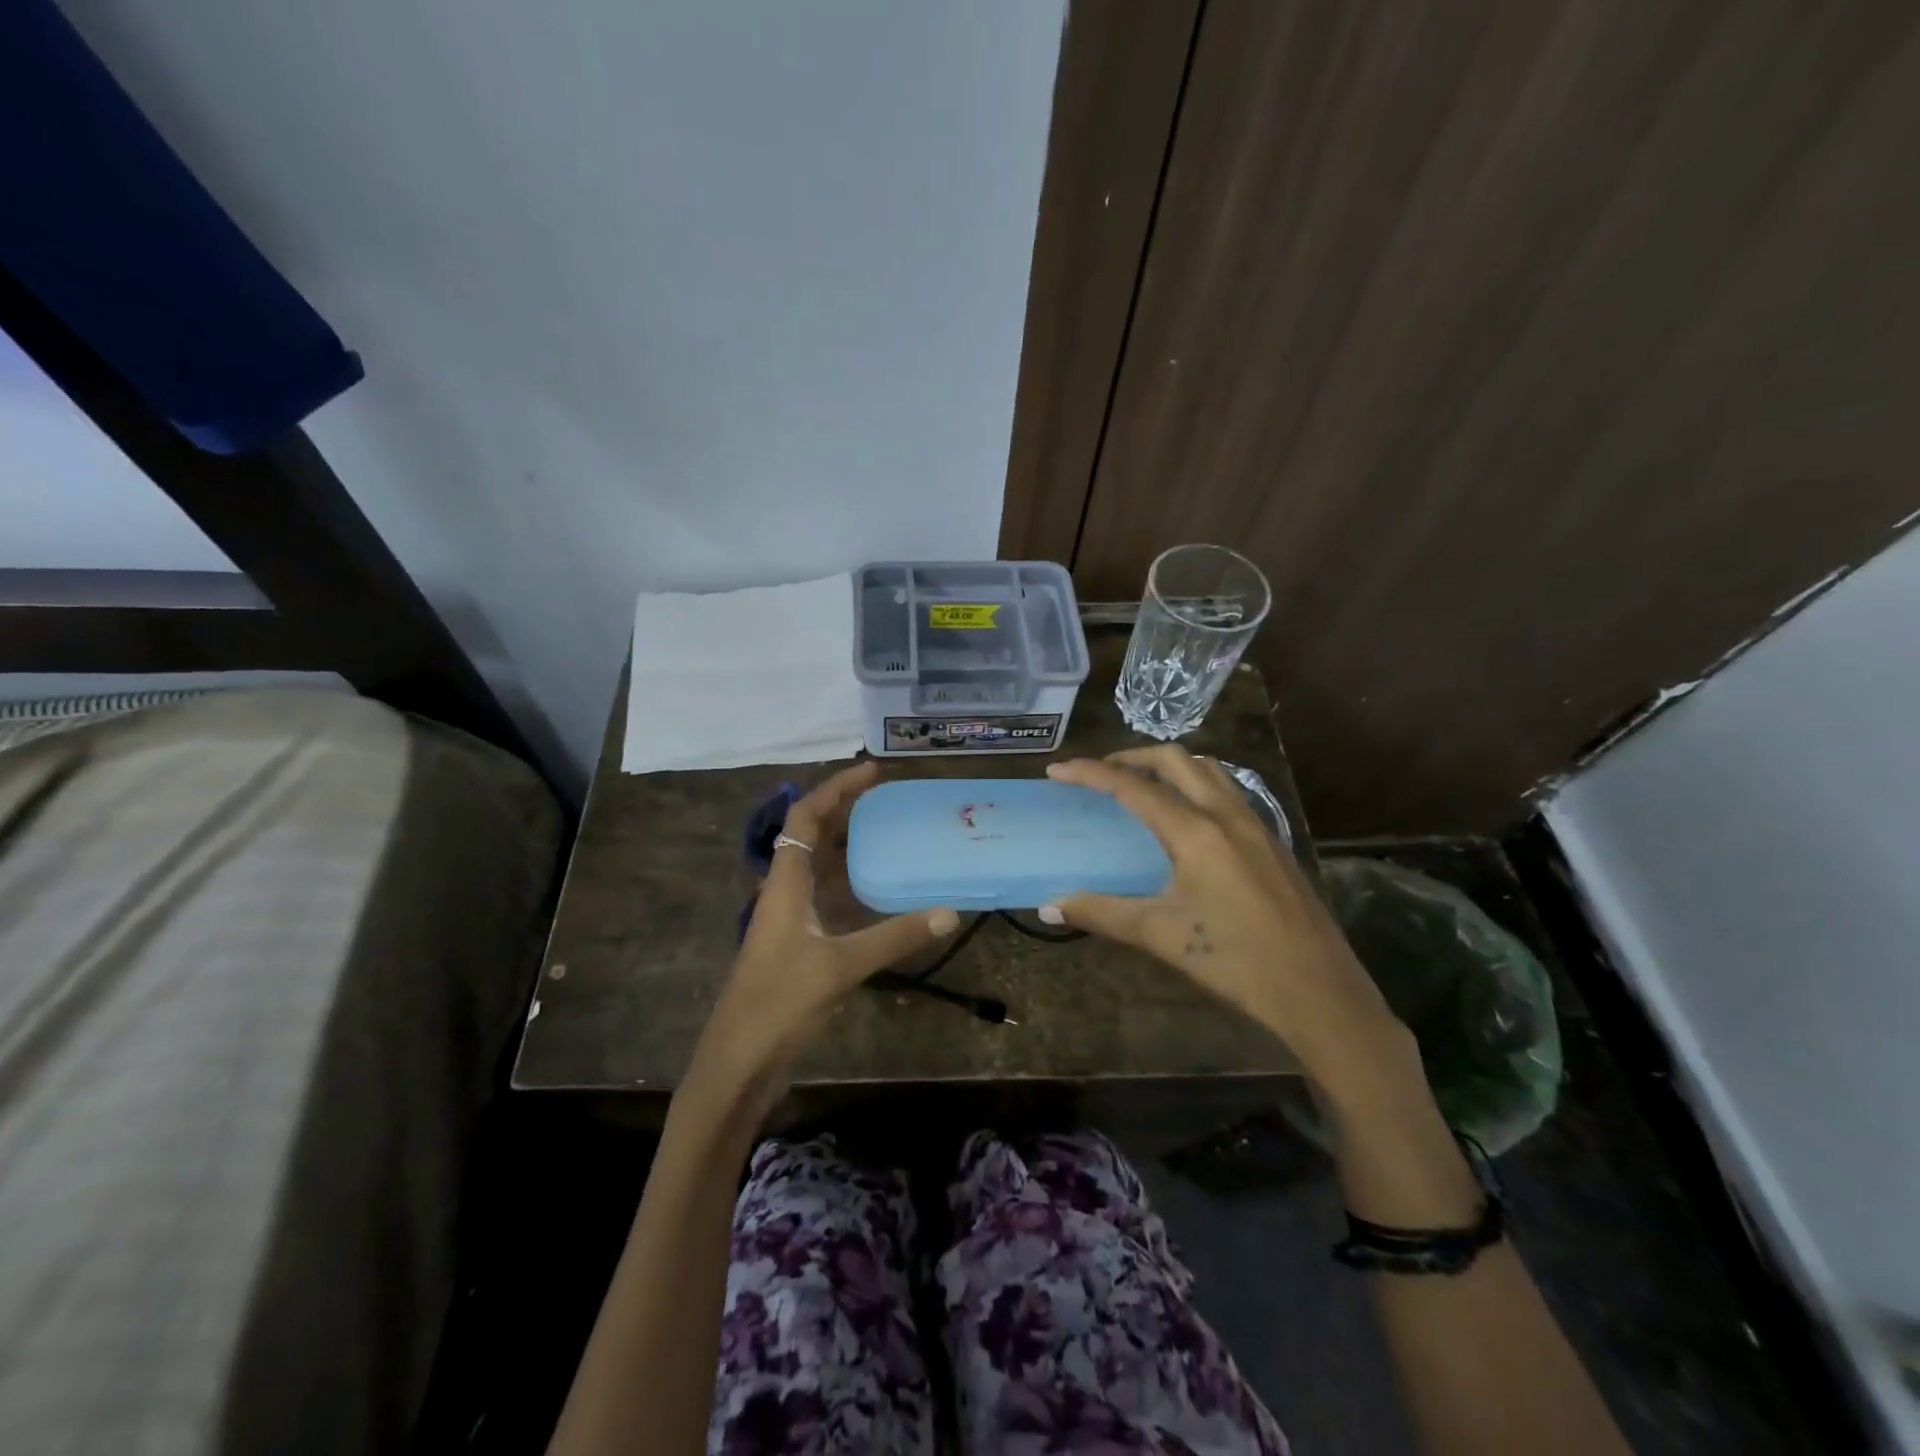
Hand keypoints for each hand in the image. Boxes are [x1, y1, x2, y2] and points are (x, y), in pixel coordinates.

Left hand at [687, 762, 957, 1114]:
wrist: (737, 1064)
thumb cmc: (778, 1004)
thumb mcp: (839, 967)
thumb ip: (894, 938)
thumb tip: (949, 912)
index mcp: (784, 883)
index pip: (805, 817)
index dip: (836, 789)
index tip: (873, 772)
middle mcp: (785, 892)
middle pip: (812, 835)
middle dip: (845, 809)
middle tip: (889, 796)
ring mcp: (791, 919)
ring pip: (820, 866)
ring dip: (850, 844)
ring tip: (890, 830)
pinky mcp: (799, 944)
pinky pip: (829, 897)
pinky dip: (854, 883)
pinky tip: (883, 889)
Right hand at [1044, 747, 1399, 1082]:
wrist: (1320, 992)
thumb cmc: (1235, 960)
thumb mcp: (1161, 935)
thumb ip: (1101, 913)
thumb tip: (1048, 908)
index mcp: (1196, 831)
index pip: (1132, 786)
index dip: (1090, 773)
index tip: (1057, 770)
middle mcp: (1226, 814)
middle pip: (1174, 760)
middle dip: (1131, 757)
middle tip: (1099, 774)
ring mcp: (1256, 825)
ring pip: (1208, 770)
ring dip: (1169, 767)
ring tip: (1142, 786)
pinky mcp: (1273, 842)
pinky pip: (1228, 792)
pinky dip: (1197, 786)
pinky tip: (1188, 821)